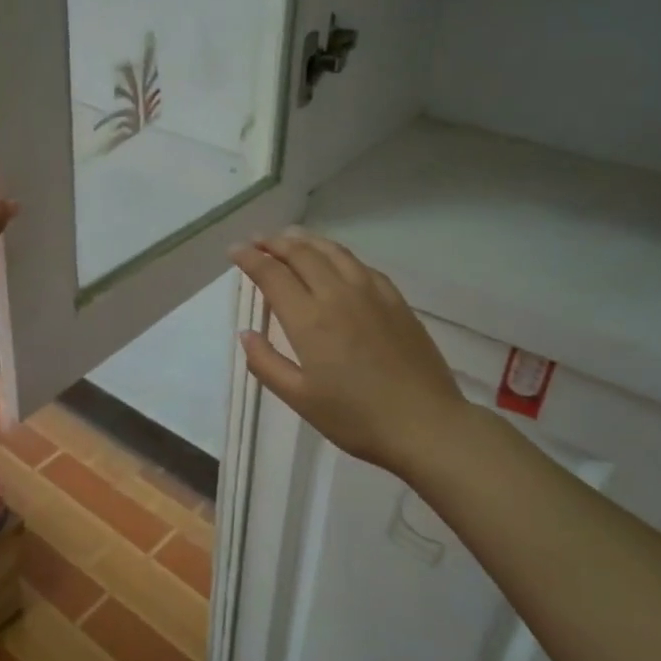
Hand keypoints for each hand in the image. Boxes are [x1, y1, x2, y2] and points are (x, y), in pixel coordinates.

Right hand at [230, 229, 469, 475]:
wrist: (425, 424)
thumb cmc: (356, 417)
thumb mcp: (300, 398)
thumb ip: (266, 363)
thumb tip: (246, 333)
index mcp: (309, 319)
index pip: (272, 274)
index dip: (250, 258)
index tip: (235, 250)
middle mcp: (337, 295)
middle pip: (301, 254)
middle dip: (274, 243)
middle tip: (257, 240)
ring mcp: (371, 293)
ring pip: (333, 252)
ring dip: (306, 241)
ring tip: (290, 237)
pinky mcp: (395, 300)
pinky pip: (361, 265)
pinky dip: (338, 254)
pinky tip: (336, 260)